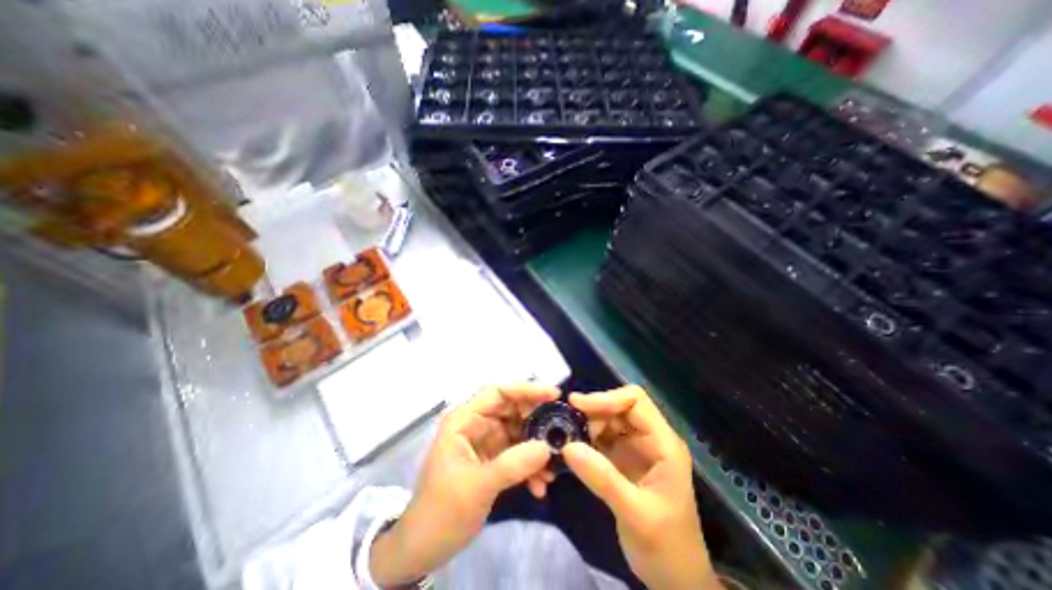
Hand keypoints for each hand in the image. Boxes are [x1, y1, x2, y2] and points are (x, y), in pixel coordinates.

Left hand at [369, 381, 557, 583]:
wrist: (424, 547)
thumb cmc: (442, 511)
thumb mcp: (477, 486)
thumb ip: (513, 464)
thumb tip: (547, 447)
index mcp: (464, 420)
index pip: (498, 392)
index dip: (525, 389)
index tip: (553, 394)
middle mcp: (476, 424)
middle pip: (512, 409)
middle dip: (537, 420)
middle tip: (560, 430)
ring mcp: (486, 441)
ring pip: (518, 432)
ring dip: (537, 447)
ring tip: (553, 467)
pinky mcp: (493, 459)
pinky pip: (517, 453)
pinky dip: (530, 466)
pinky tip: (540, 485)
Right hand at [562, 387, 719, 589]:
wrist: (676, 581)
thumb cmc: (667, 548)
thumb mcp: (636, 515)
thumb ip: (603, 479)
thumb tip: (567, 446)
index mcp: (663, 443)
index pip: (635, 401)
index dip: (606, 398)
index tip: (577, 405)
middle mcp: (650, 438)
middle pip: (619, 408)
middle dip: (592, 412)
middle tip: (565, 424)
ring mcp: (636, 448)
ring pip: (608, 421)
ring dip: (586, 425)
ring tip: (565, 437)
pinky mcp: (623, 460)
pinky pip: (601, 439)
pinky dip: (585, 440)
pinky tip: (571, 449)